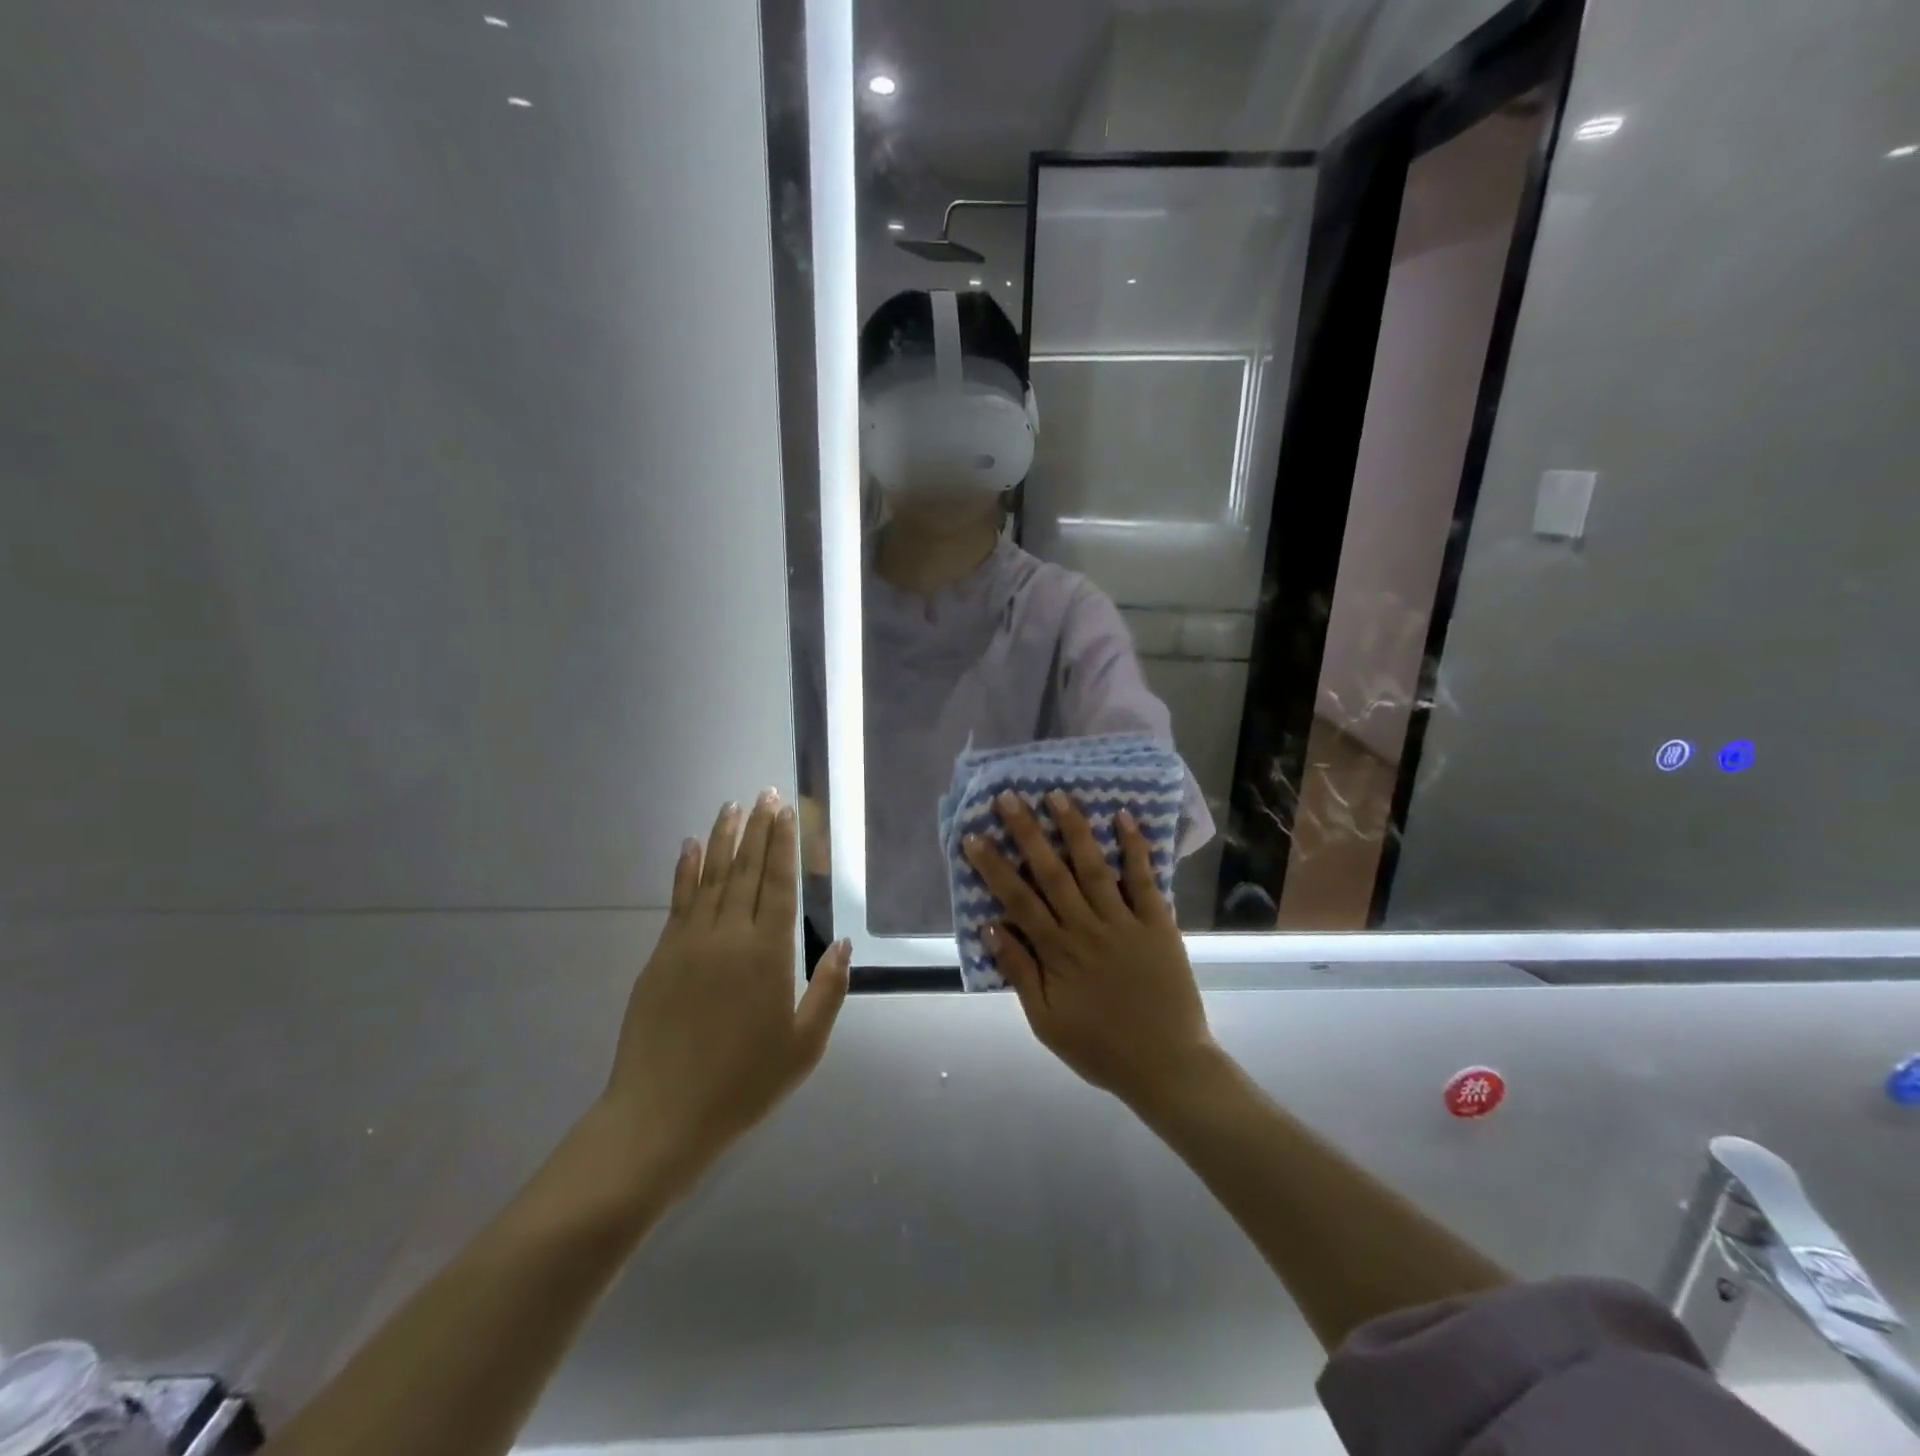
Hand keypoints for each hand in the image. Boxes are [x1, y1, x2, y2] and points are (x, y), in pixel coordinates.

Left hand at [604, 791, 850, 1204]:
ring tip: (731, 806)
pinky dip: (685, 870)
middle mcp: (729, 936)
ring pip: (710, 877)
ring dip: (722, 838)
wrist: (662, 1115)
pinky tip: (689, 847)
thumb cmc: (743, 1083)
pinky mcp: (661, 955)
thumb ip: (828, 991)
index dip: (783, 844)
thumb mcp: (804, 1046)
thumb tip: (844, 945)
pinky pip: (678, 900)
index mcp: (768, 954)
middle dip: (757, 829)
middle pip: (745, 870)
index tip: (785, 811)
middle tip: (764, 794)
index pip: (778, 883)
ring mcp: (690, 942)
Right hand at [963, 791, 1216, 1111]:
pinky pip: (1145, 880)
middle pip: (1051, 872)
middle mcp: (1087, 928)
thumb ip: (1019, 972)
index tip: (974, 836)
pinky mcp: (1158, 924)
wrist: (1167, 1066)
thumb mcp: (1046, 1022)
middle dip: (1028, 833)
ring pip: (1093, 867)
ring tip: (1057, 795)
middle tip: (1009, 797)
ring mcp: (1124, 922)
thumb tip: (990, 927)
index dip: (994, 867)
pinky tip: (1122, 817)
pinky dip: (1134, 848)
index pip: (1018, 900)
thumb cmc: (1100, 1048)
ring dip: (1074, 829)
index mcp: (1057, 952)